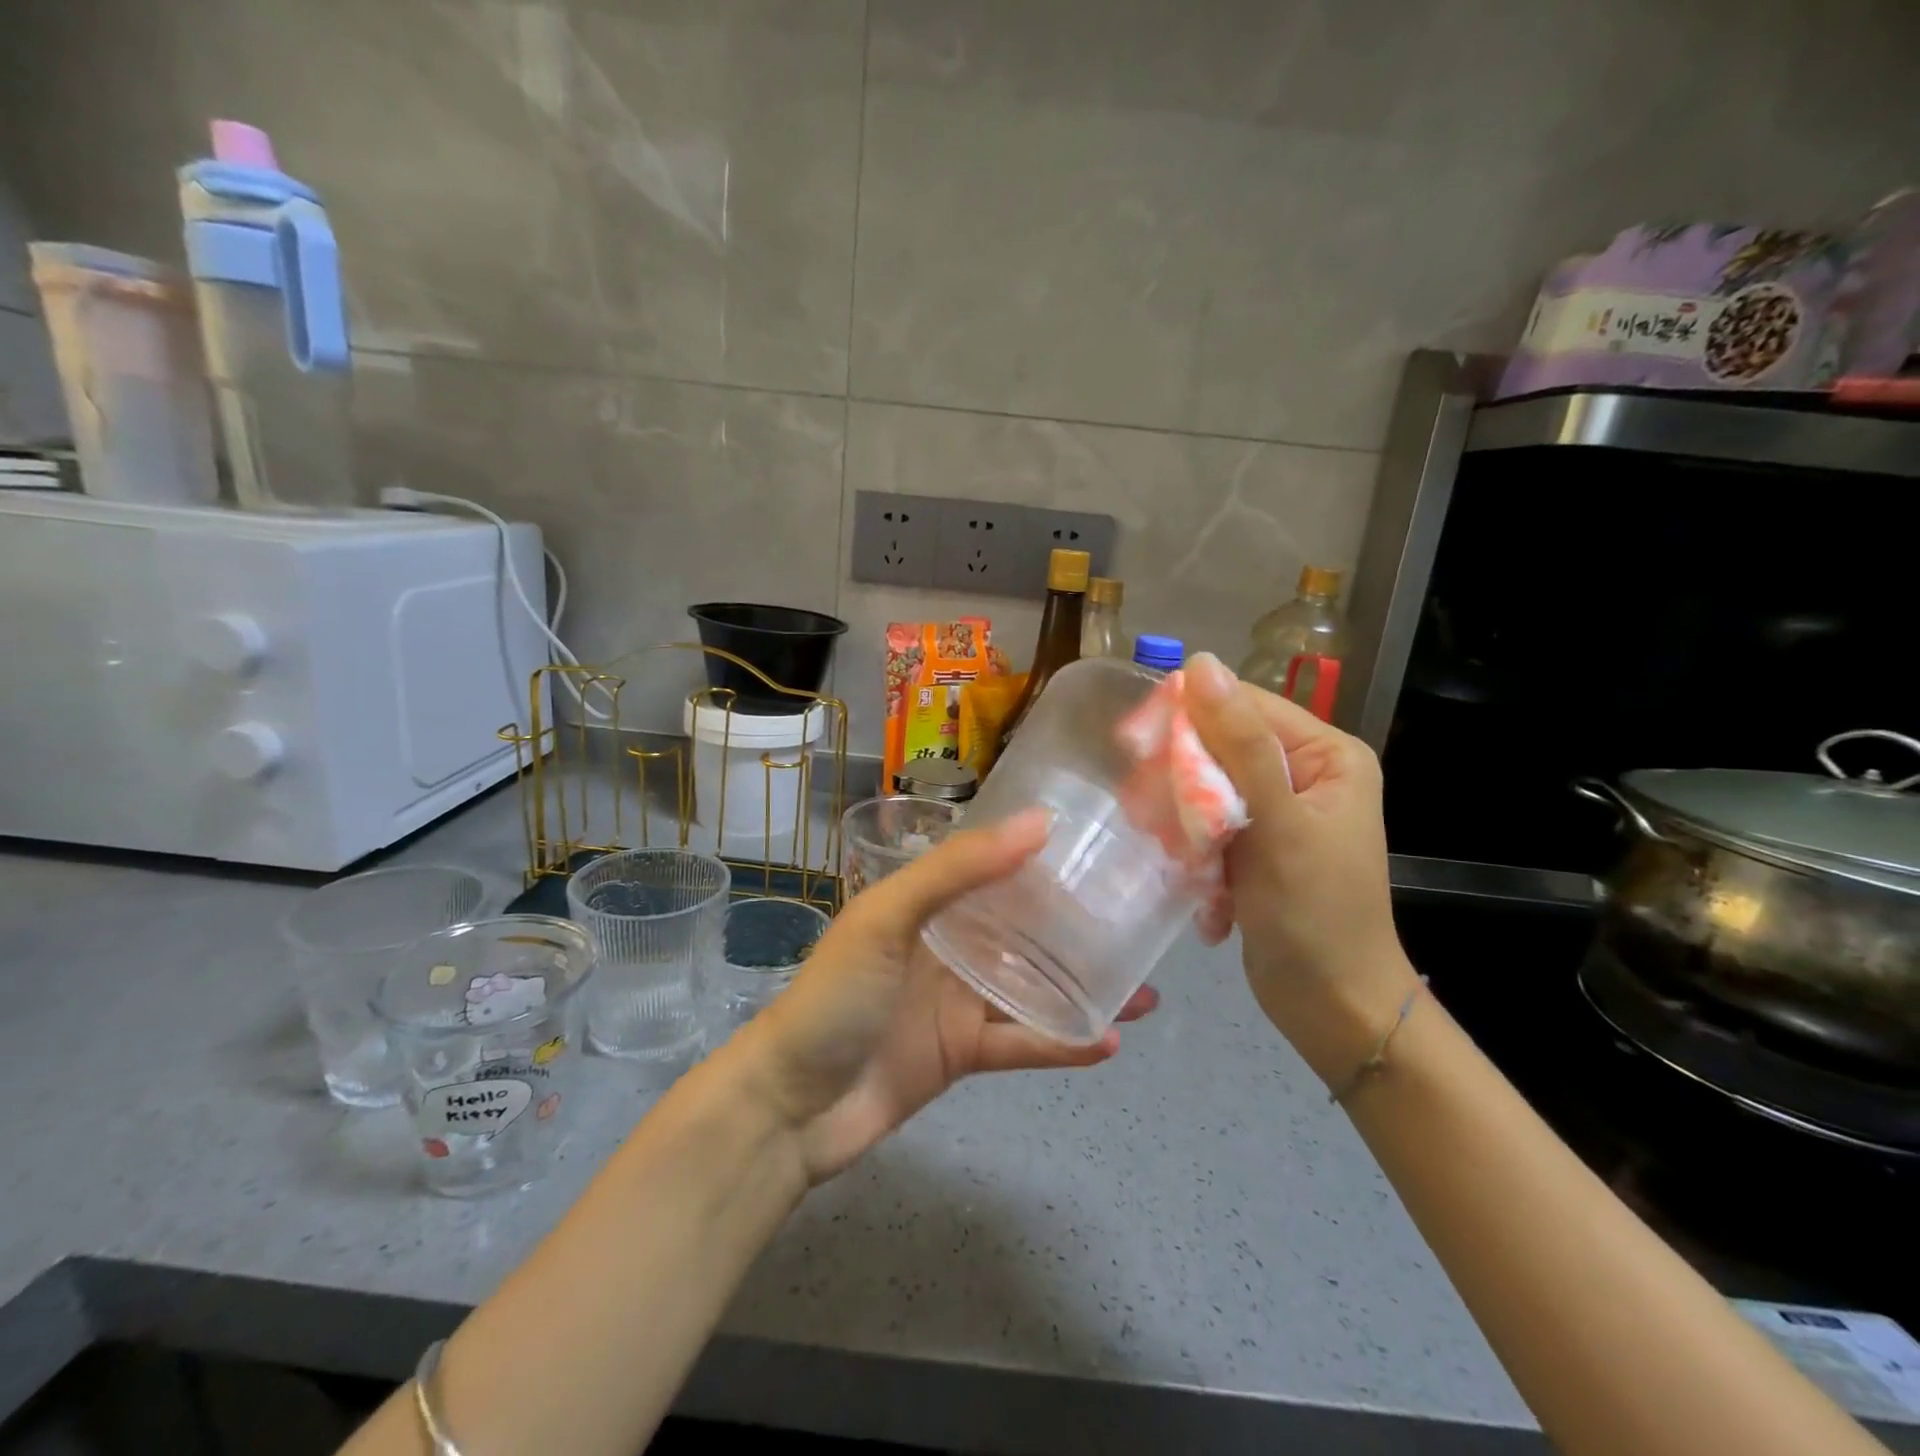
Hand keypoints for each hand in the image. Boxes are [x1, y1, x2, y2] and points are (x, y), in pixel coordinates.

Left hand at [723, 810, 1156, 1183]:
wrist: (791, 1107)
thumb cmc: (837, 996)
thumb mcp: (889, 917)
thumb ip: (959, 869)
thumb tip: (1040, 822)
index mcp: (928, 902)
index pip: (994, 868)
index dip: (1043, 859)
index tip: (1101, 851)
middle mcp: (948, 944)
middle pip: (1023, 929)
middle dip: (1077, 927)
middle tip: (1139, 924)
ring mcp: (957, 1001)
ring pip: (1032, 987)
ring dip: (1083, 988)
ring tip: (1144, 990)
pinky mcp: (963, 1053)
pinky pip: (1023, 1043)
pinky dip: (1062, 1043)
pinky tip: (1107, 1041)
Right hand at [1181, 653, 1418, 1081]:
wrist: (1333, 1008)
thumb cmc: (1315, 913)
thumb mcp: (1280, 823)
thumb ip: (1241, 744)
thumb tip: (1200, 664)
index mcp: (1325, 755)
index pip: (1242, 707)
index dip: (1188, 719)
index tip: (1134, 747)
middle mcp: (1302, 774)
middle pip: (1219, 749)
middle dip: (1184, 787)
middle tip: (1152, 819)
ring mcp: (1277, 813)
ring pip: (1205, 790)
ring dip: (1186, 828)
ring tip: (1185, 866)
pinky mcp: (1254, 847)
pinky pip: (1207, 828)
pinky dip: (1196, 855)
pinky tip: (1204, 893)